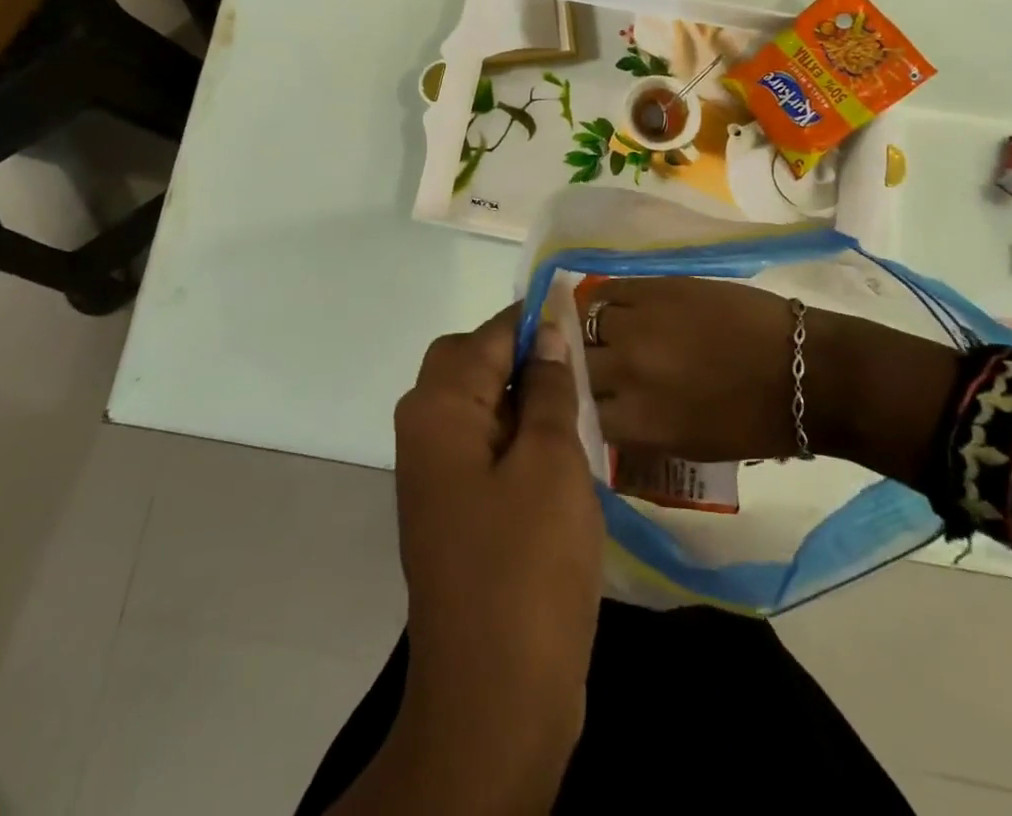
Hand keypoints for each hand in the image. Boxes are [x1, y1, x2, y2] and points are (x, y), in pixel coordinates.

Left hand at [380, 304, 601, 810]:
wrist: (496, 698)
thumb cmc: (527, 565)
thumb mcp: (551, 462)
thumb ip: (549, 389)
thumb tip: (548, 332)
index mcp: (438, 408)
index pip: (487, 335)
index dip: (533, 320)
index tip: (582, 312)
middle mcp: (426, 430)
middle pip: (475, 364)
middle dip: (527, 358)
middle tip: (584, 369)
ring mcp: (438, 474)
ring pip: (485, 406)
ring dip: (530, 400)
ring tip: (585, 407)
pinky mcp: (458, 510)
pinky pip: (489, 448)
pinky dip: (524, 439)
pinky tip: (568, 453)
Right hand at [581, 277, 807, 461]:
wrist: (802, 370)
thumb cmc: (754, 423)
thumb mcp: (687, 447)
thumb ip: (638, 431)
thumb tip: (608, 413)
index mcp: (638, 422)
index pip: (580, 412)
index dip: (581, 407)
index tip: (589, 403)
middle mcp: (627, 372)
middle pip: (576, 366)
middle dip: (583, 370)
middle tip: (595, 367)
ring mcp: (639, 324)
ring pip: (586, 323)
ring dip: (592, 332)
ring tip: (605, 333)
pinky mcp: (655, 288)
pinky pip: (608, 290)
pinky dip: (606, 301)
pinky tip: (616, 307)